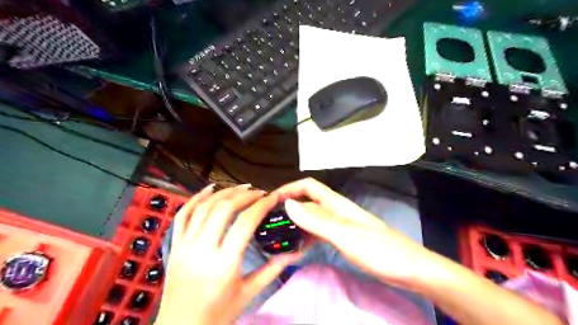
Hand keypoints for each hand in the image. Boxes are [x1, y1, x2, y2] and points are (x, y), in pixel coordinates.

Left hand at [156, 184, 303, 324]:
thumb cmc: (218, 314)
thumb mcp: (249, 293)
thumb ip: (272, 270)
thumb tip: (293, 252)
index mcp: (224, 264)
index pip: (245, 223)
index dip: (261, 205)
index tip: (273, 197)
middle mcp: (202, 250)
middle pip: (223, 209)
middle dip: (244, 195)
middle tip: (259, 192)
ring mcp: (185, 246)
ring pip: (203, 207)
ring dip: (224, 192)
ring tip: (241, 188)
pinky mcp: (175, 245)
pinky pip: (182, 215)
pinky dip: (196, 198)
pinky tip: (210, 189)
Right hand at [275, 178, 433, 289]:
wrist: (409, 268)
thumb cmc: (378, 250)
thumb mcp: (344, 235)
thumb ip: (317, 220)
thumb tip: (289, 204)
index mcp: (337, 205)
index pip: (309, 186)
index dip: (290, 188)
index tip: (272, 200)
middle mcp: (337, 211)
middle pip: (309, 201)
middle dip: (290, 205)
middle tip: (271, 221)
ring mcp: (341, 225)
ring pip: (313, 217)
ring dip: (297, 222)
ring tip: (281, 234)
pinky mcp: (345, 238)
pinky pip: (320, 232)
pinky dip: (308, 235)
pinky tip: (300, 246)